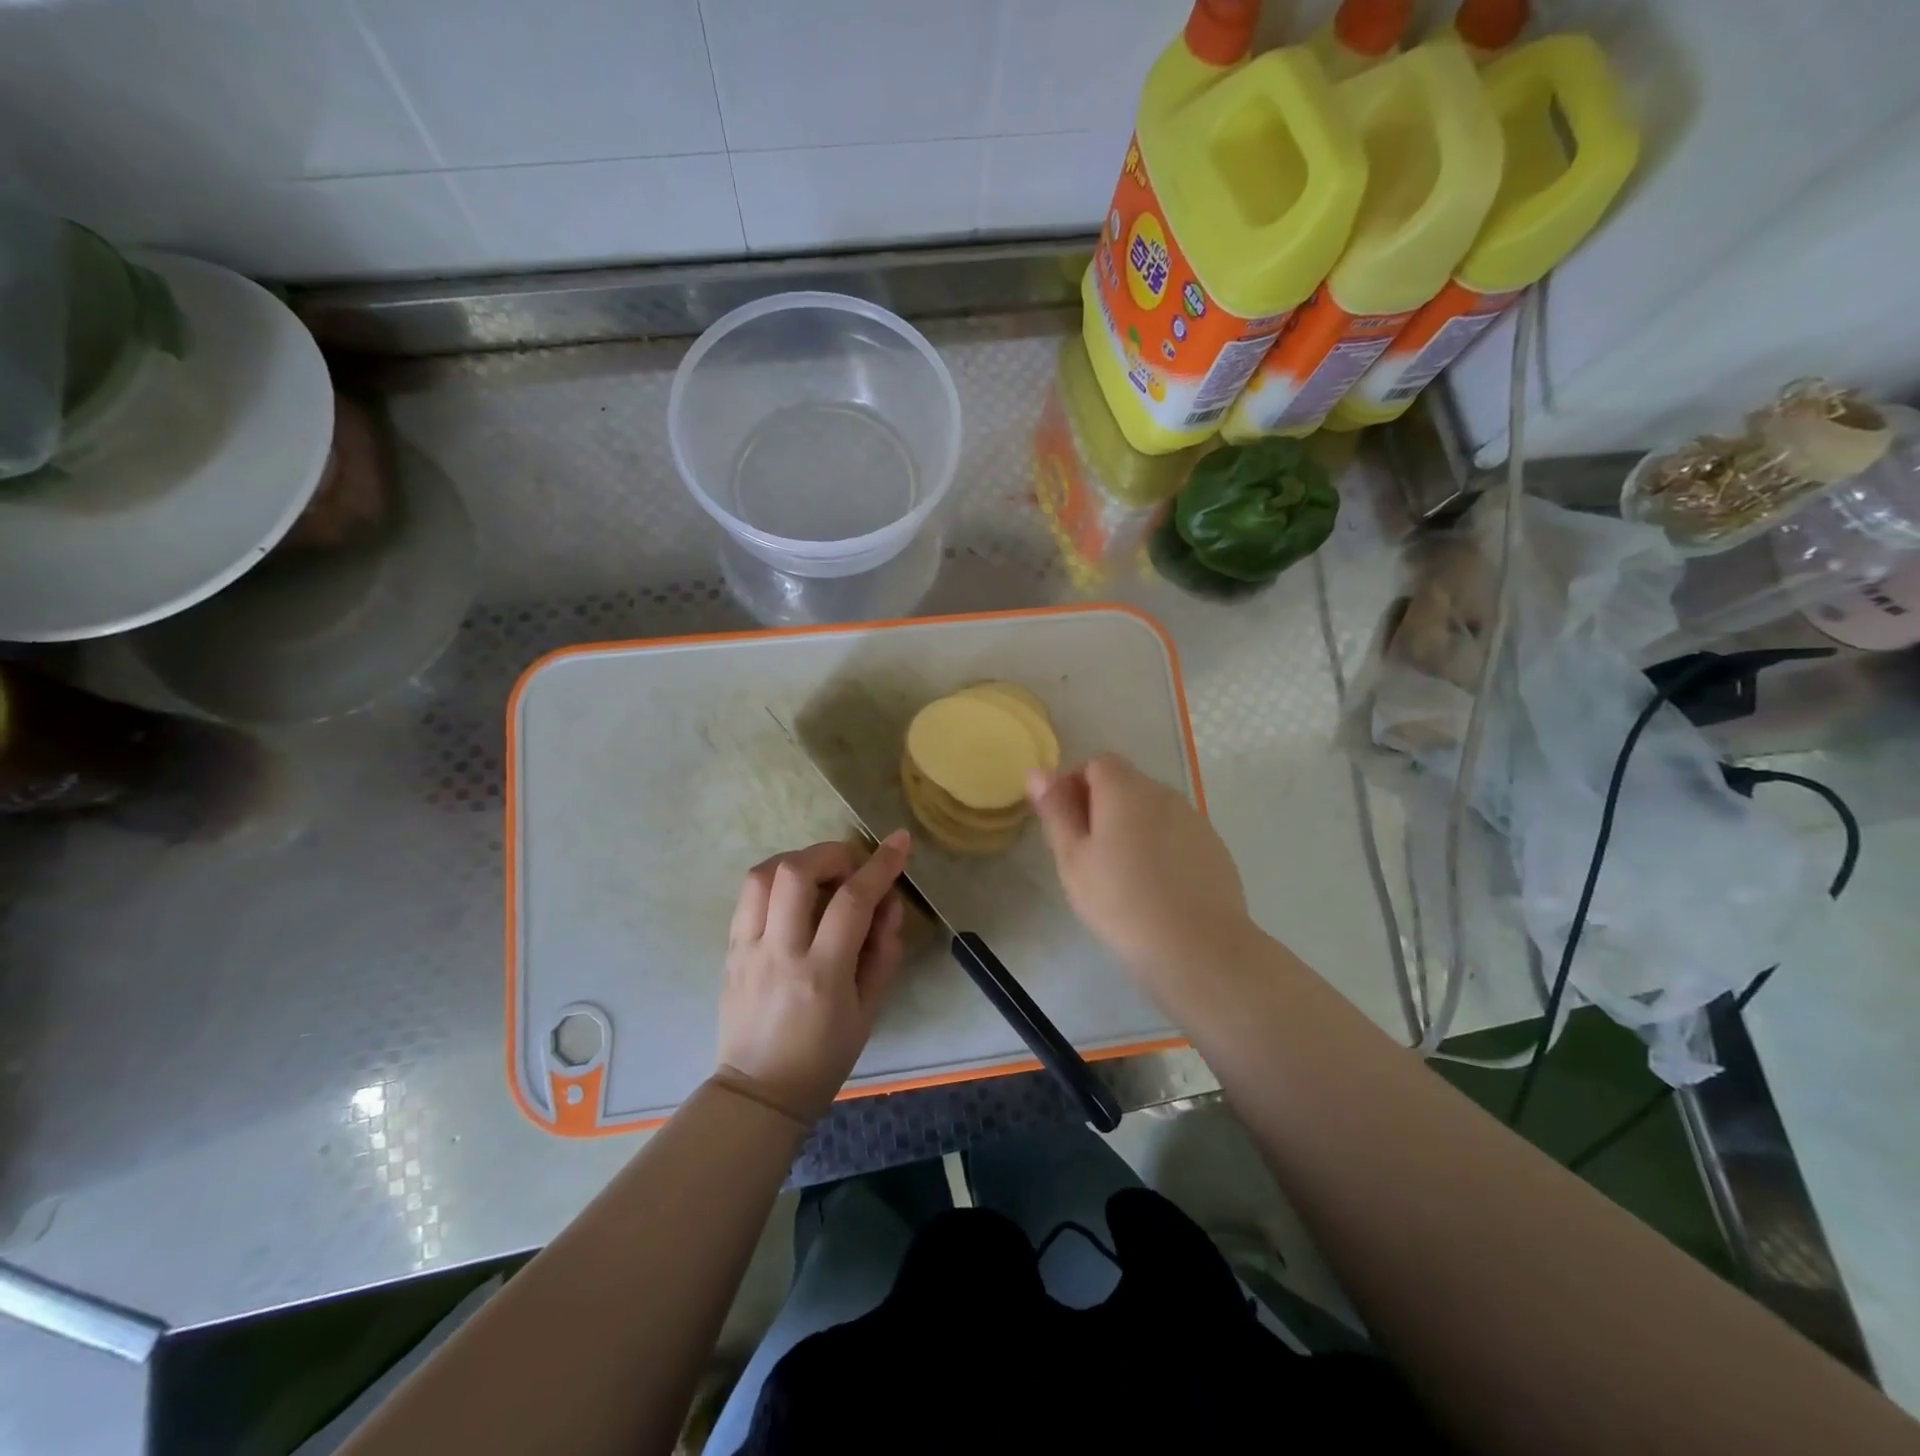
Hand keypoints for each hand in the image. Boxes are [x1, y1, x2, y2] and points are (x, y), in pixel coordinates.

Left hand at [717, 831, 909, 1124]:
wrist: (759, 1092)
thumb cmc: (824, 1057)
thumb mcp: (869, 1010)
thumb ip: (884, 951)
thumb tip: (888, 902)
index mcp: (821, 974)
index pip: (852, 902)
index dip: (880, 865)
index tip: (899, 841)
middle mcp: (779, 953)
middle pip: (795, 873)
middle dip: (830, 853)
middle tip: (851, 866)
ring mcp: (747, 949)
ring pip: (761, 875)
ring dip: (797, 860)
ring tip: (820, 875)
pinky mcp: (729, 950)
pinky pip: (747, 896)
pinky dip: (774, 880)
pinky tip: (793, 895)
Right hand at [1028, 754, 1251, 989]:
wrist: (1197, 946)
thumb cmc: (1120, 900)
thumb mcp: (1073, 858)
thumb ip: (1056, 811)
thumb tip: (1038, 771)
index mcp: (1125, 788)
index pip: (1096, 763)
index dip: (1075, 785)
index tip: (1065, 825)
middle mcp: (1163, 793)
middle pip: (1126, 785)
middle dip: (1102, 808)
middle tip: (1087, 855)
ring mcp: (1194, 819)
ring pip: (1152, 811)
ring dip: (1133, 828)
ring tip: (1122, 875)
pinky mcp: (1214, 848)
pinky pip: (1177, 835)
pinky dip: (1161, 848)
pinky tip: (1156, 888)